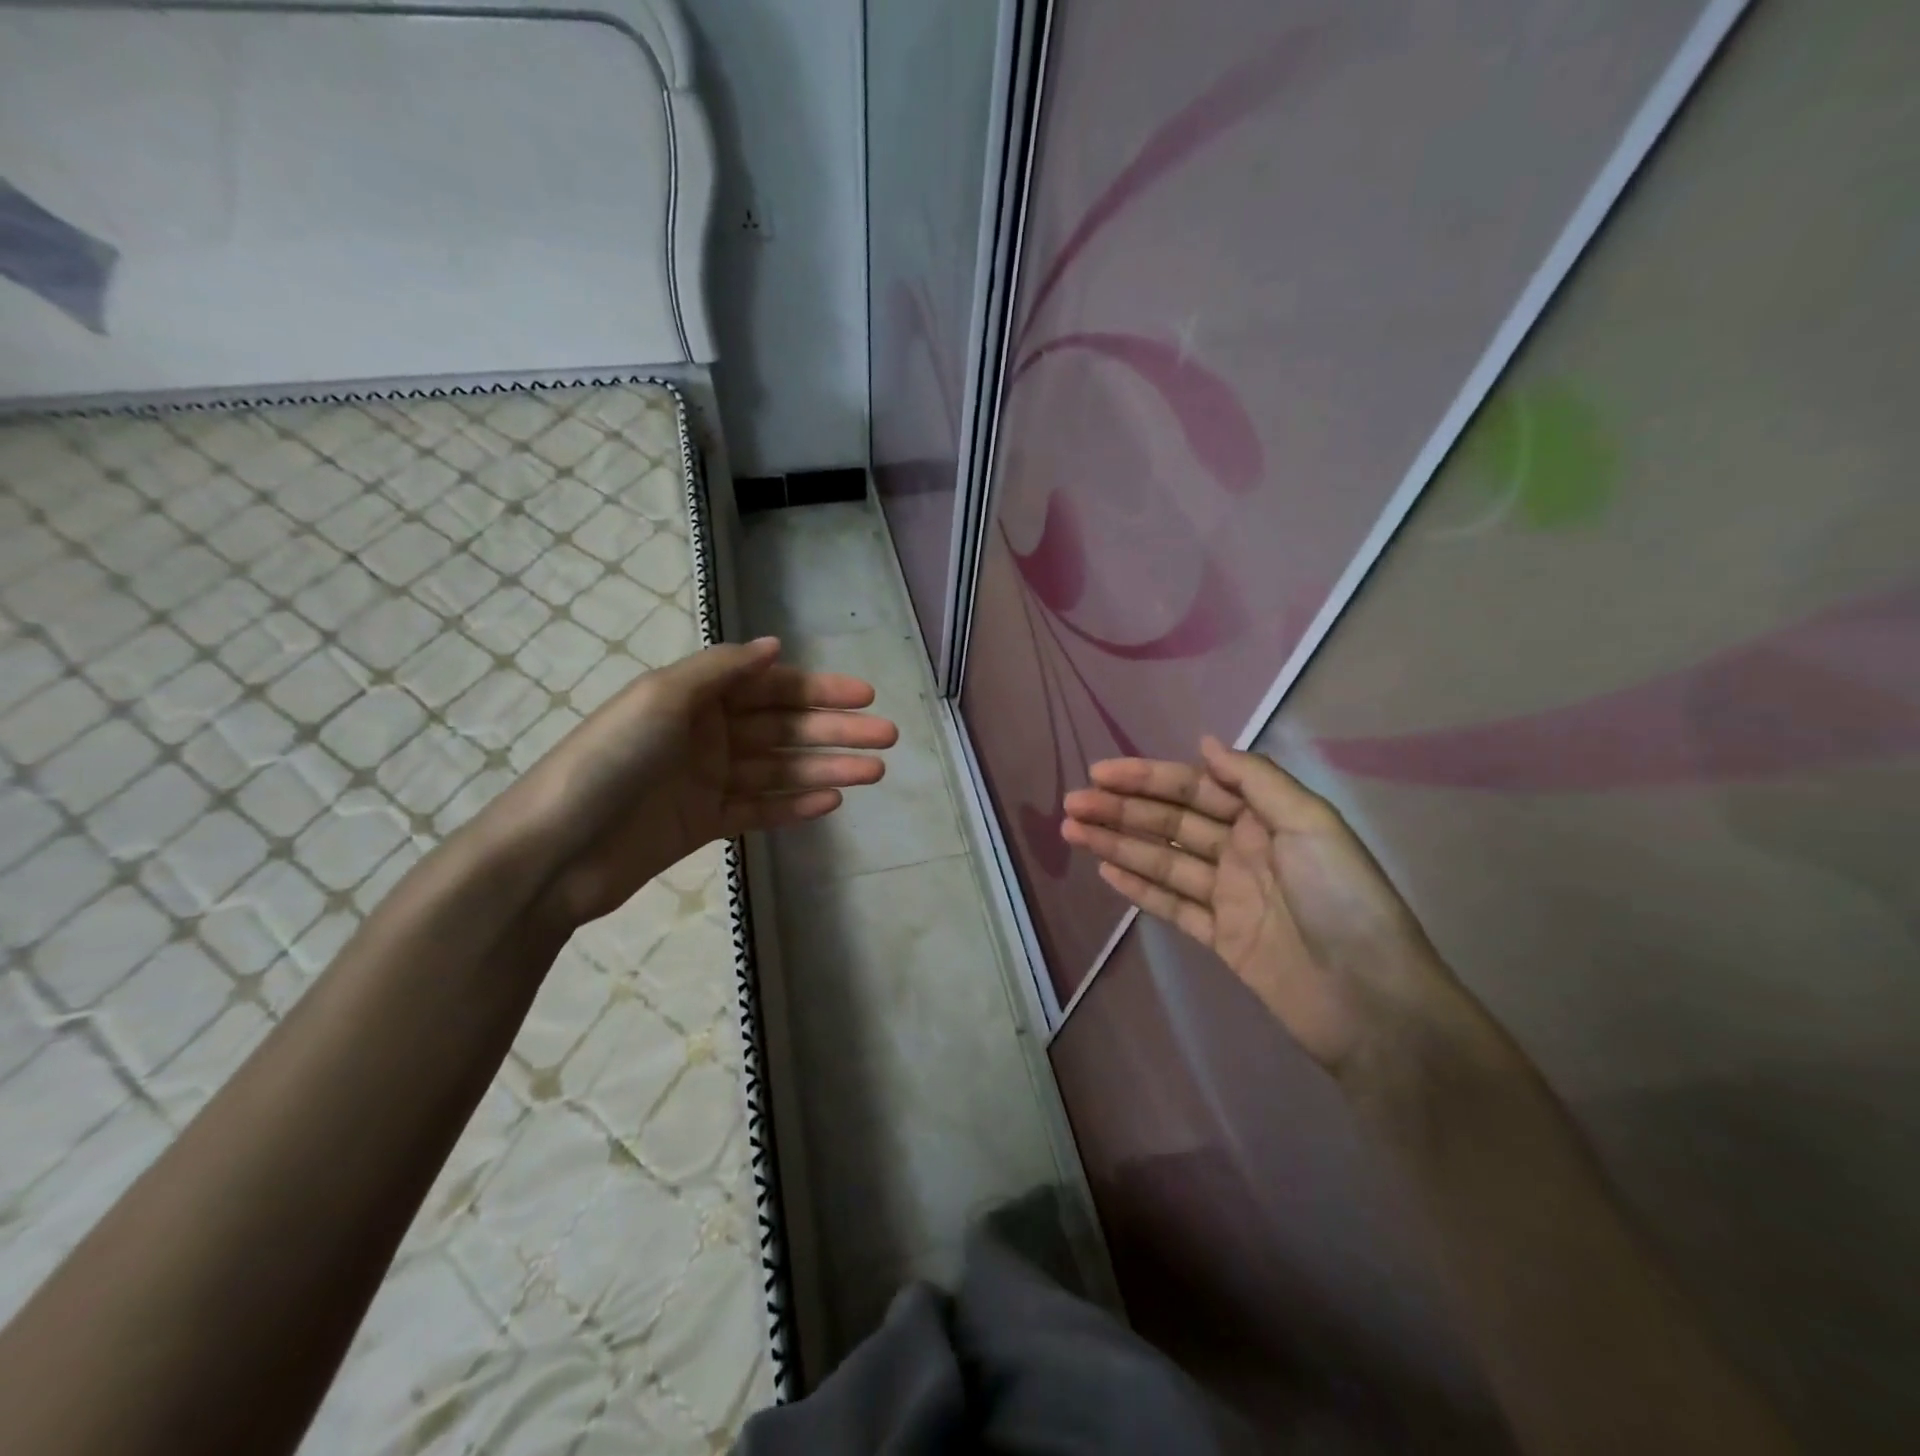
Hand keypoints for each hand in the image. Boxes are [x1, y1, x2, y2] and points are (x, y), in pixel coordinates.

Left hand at [491, 637, 896, 930]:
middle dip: (836, 731)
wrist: (556, 850)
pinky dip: (795, 805)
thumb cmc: (610, 760)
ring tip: (874, 772)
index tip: (865, 696)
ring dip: (827, 768)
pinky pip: (760, 809)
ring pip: (780, 770)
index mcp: (695, 697)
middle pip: (784, 728)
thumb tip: (774, 646)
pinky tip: (832, 801)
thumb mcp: (662, 697)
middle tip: (887, 737)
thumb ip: (722, 670)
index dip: (819, 690)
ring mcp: (707, 781)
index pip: (771, 688)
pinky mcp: (706, 824)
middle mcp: (706, 734)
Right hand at [1062, 736, 1476, 1079]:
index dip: (1146, 779)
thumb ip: (1256, 780)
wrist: (1371, 1001)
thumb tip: (1206, 743)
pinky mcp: (1222, 938)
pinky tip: (1106, 873)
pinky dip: (1140, 888)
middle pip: (1170, 823)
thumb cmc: (1343, 900)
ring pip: (1163, 862)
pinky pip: (1173, 906)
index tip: (1100, 774)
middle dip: (1121, 811)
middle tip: (1072, 805)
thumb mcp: (1310, 824)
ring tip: (1072, 832)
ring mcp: (1229, 896)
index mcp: (1264, 819)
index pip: (1193, 788)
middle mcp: (1242, 851)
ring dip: (1118, 845)